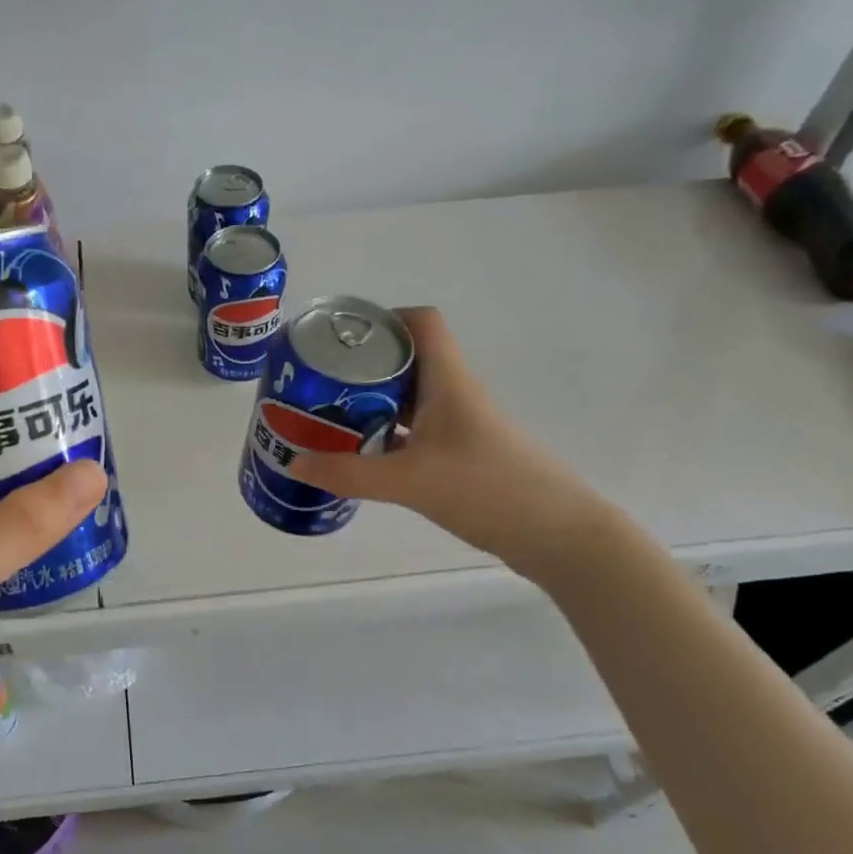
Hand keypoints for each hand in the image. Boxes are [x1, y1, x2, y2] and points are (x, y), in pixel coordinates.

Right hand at [285, 306, 607, 578]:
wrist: (559, 535)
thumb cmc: (489, 490)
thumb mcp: (410, 481)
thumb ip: (349, 473)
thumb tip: (293, 463)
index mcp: (448, 381)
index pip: (421, 323)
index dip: (382, 318)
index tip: (339, 337)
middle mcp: (455, 394)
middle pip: (406, 359)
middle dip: (361, 365)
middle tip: (317, 381)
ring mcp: (460, 426)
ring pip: (409, 398)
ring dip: (371, 402)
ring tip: (326, 415)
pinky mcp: (462, 455)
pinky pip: (415, 431)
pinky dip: (386, 434)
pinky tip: (360, 454)